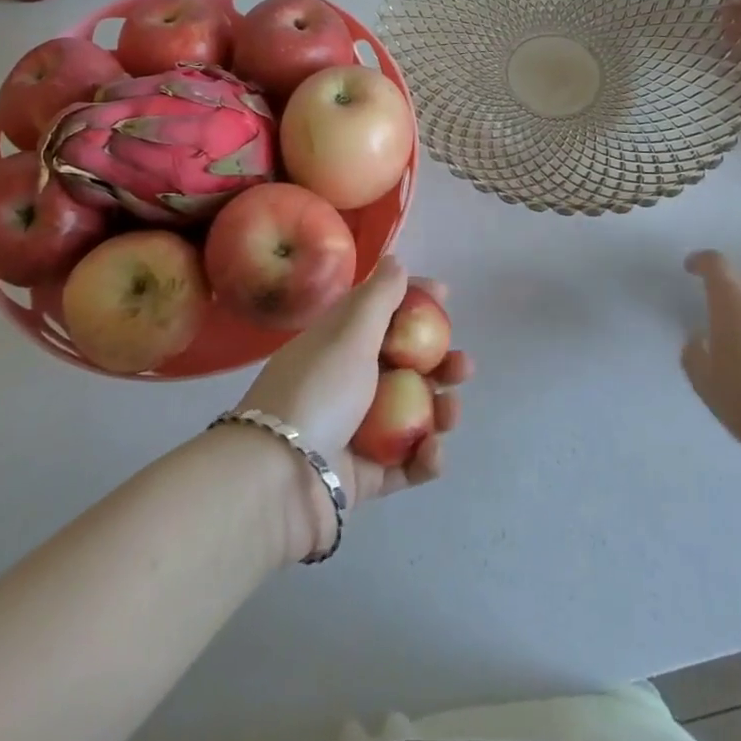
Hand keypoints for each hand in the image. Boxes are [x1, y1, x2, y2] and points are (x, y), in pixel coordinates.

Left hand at [237, 257, 471, 554]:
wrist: (278, 480)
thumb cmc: (318, 391)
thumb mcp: (349, 334)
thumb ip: (378, 297)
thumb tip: (395, 260)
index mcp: (338, 346)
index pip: (380, 314)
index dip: (412, 301)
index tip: (444, 296)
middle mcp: (347, 383)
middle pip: (403, 367)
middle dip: (438, 363)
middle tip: (462, 365)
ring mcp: (356, 432)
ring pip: (411, 414)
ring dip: (438, 410)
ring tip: (452, 412)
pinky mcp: (364, 476)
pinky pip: (405, 464)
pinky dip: (424, 458)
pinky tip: (432, 452)